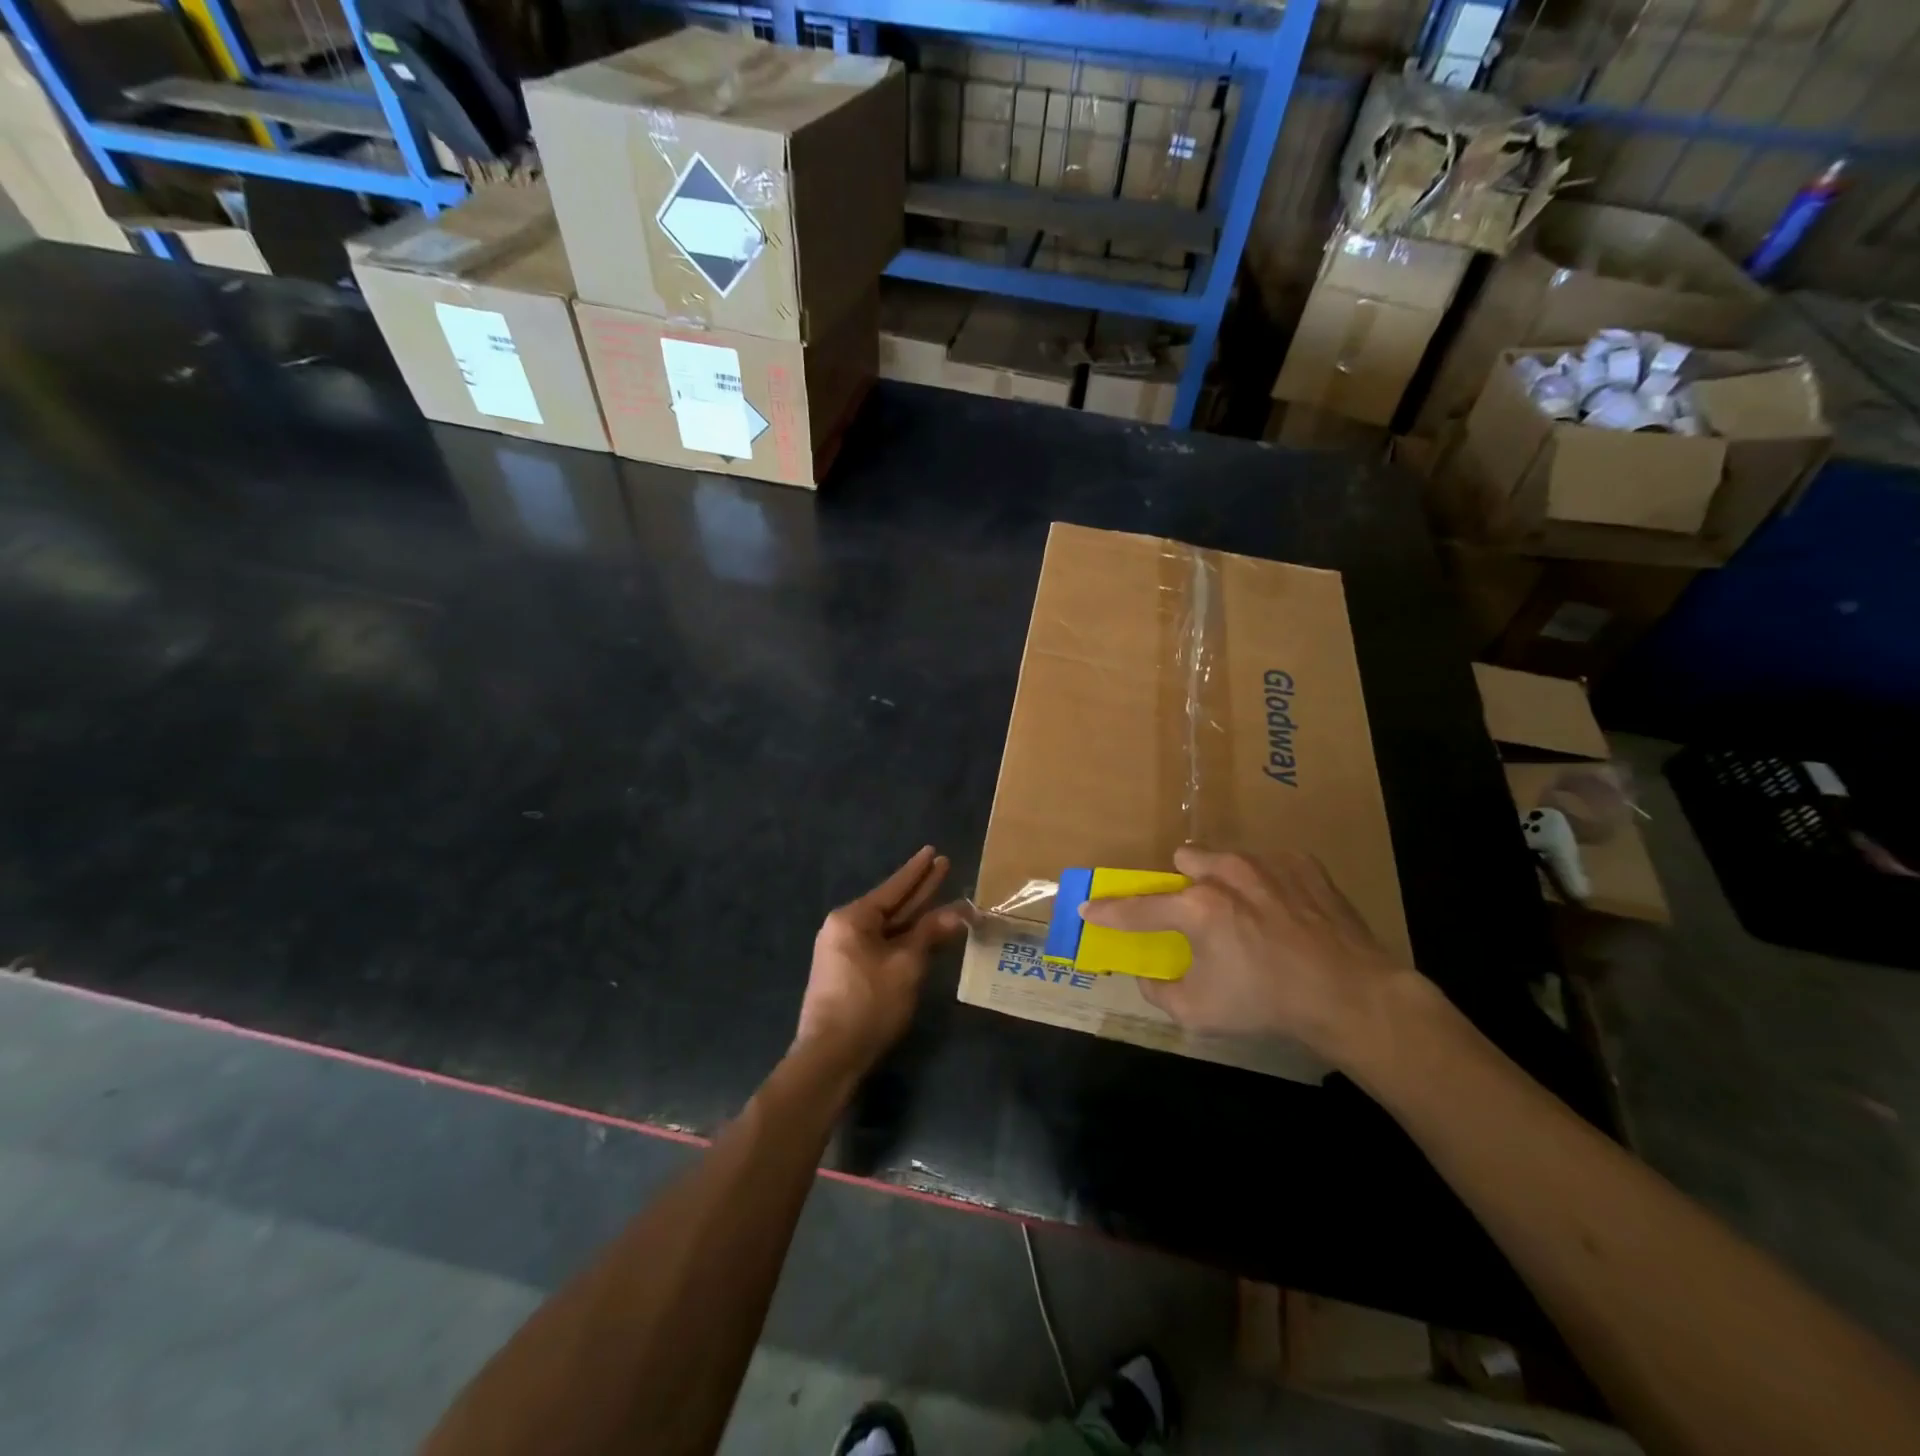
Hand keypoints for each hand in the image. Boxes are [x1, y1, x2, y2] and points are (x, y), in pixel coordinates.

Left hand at [795, 846, 966, 1073]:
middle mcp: (844, 927)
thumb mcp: (906, 966)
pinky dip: (903, 937)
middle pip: (890, 904)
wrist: (831, 1056)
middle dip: (919, 889)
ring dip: (914, 915)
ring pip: (887, 926)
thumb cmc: (869, 1004)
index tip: (933, 851)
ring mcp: (843, 950)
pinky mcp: (847, 971)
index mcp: (853, 918)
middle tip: (943, 866)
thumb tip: (955, 913)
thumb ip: (929, 934)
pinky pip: (880, 943)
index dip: (918, 871)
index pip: (894, 888)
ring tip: (938, 895)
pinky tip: (921, 932)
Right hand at [1079, 846, 1419, 1066]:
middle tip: (1198, 914)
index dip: (1108, 911)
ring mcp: (1267, 863)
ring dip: (1223, 880)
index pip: (1137, 907)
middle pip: (1184, 859)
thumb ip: (1160, 991)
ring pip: (1226, 857)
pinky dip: (1266, 884)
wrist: (1352, 995)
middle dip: (1183, 883)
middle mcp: (1226, 874)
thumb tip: (1147, 975)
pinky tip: (1285, 914)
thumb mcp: (1200, 1012)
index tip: (1089, 907)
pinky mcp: (1303, 863)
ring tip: (1247, 913)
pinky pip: (1268, 863)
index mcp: (1197, 909)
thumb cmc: (1269, 1004)